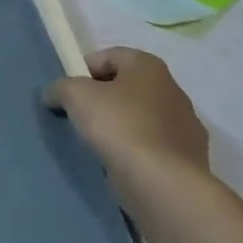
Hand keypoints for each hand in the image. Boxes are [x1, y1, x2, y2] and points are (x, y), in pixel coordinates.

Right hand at [45, 47, 211, 190]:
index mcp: (148, 66)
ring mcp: (186, 126)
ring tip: (100, 147)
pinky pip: (154, 147)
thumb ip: (61, 88)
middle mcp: (172, 89)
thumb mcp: (76, 96)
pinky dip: (138, 153)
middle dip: (103, 100)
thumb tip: (53, 94)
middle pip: (126, 87)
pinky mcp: (189, 159)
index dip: (83, 71)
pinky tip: (123, 167)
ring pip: (142, 119)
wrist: (164, 185)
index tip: (68, 94)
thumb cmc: (120, 127)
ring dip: (122, 128)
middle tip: (80, 119)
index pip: (108, 56)